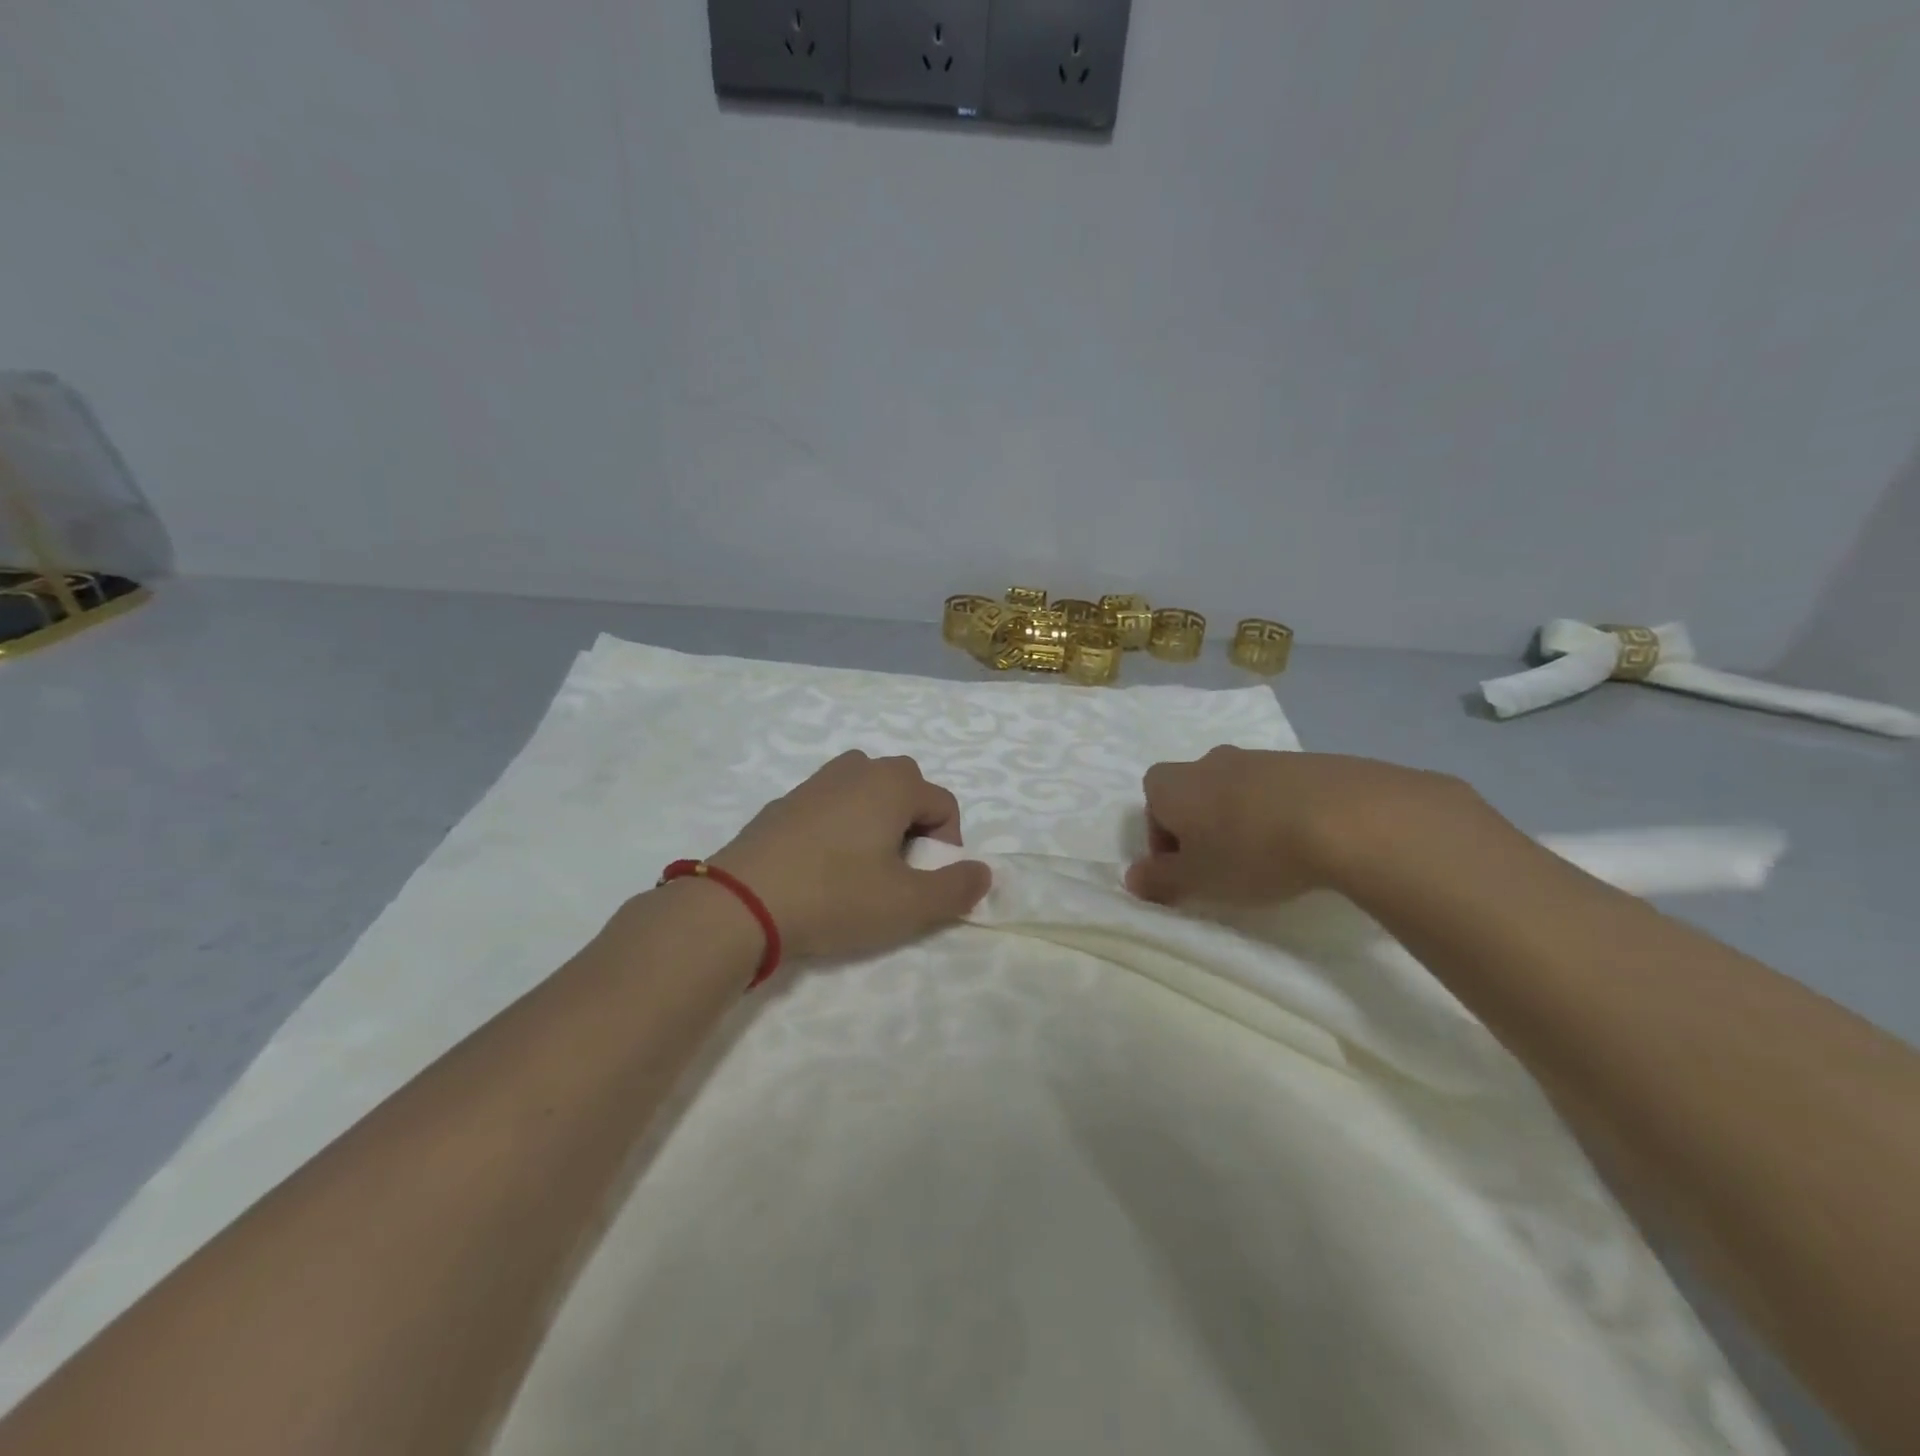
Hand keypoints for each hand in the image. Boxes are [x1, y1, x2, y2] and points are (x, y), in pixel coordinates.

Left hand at [709, 751, 991, 961]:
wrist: (742, 903)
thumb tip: (982, 872)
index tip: (926, 883)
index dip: (947, 846)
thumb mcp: (908, 904)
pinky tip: (822, 867)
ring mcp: (816, 782)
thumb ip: (956, 888)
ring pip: (866, 793)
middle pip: (906, 789)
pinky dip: (841, 826)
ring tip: (862, 867)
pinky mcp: (785, 802)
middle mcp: (858, 769)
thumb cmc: (836, 896)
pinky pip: (831, 805)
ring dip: (877, 822)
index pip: (944, 804)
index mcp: (893, 783)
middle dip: (914, 827)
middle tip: (897, 873)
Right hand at [1125, 747, 1483, 905]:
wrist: (1342, 815)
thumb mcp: (1197, 879)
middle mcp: (1210, 761)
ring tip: (1267, 858)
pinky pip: (1276, 790)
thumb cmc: (1250, 850)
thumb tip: (1132, 878)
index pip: (1151, 802)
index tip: (1185, 869)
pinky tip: (1301, 843)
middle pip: (1193, 793)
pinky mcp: (1304, 762)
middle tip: (1222, 866)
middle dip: (1201, 827)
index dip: (1162, 837)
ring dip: (1240, 820)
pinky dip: (1279, 813)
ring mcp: (1260, 757)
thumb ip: (1159, 880)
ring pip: (1235, 791)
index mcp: (1175, 784)